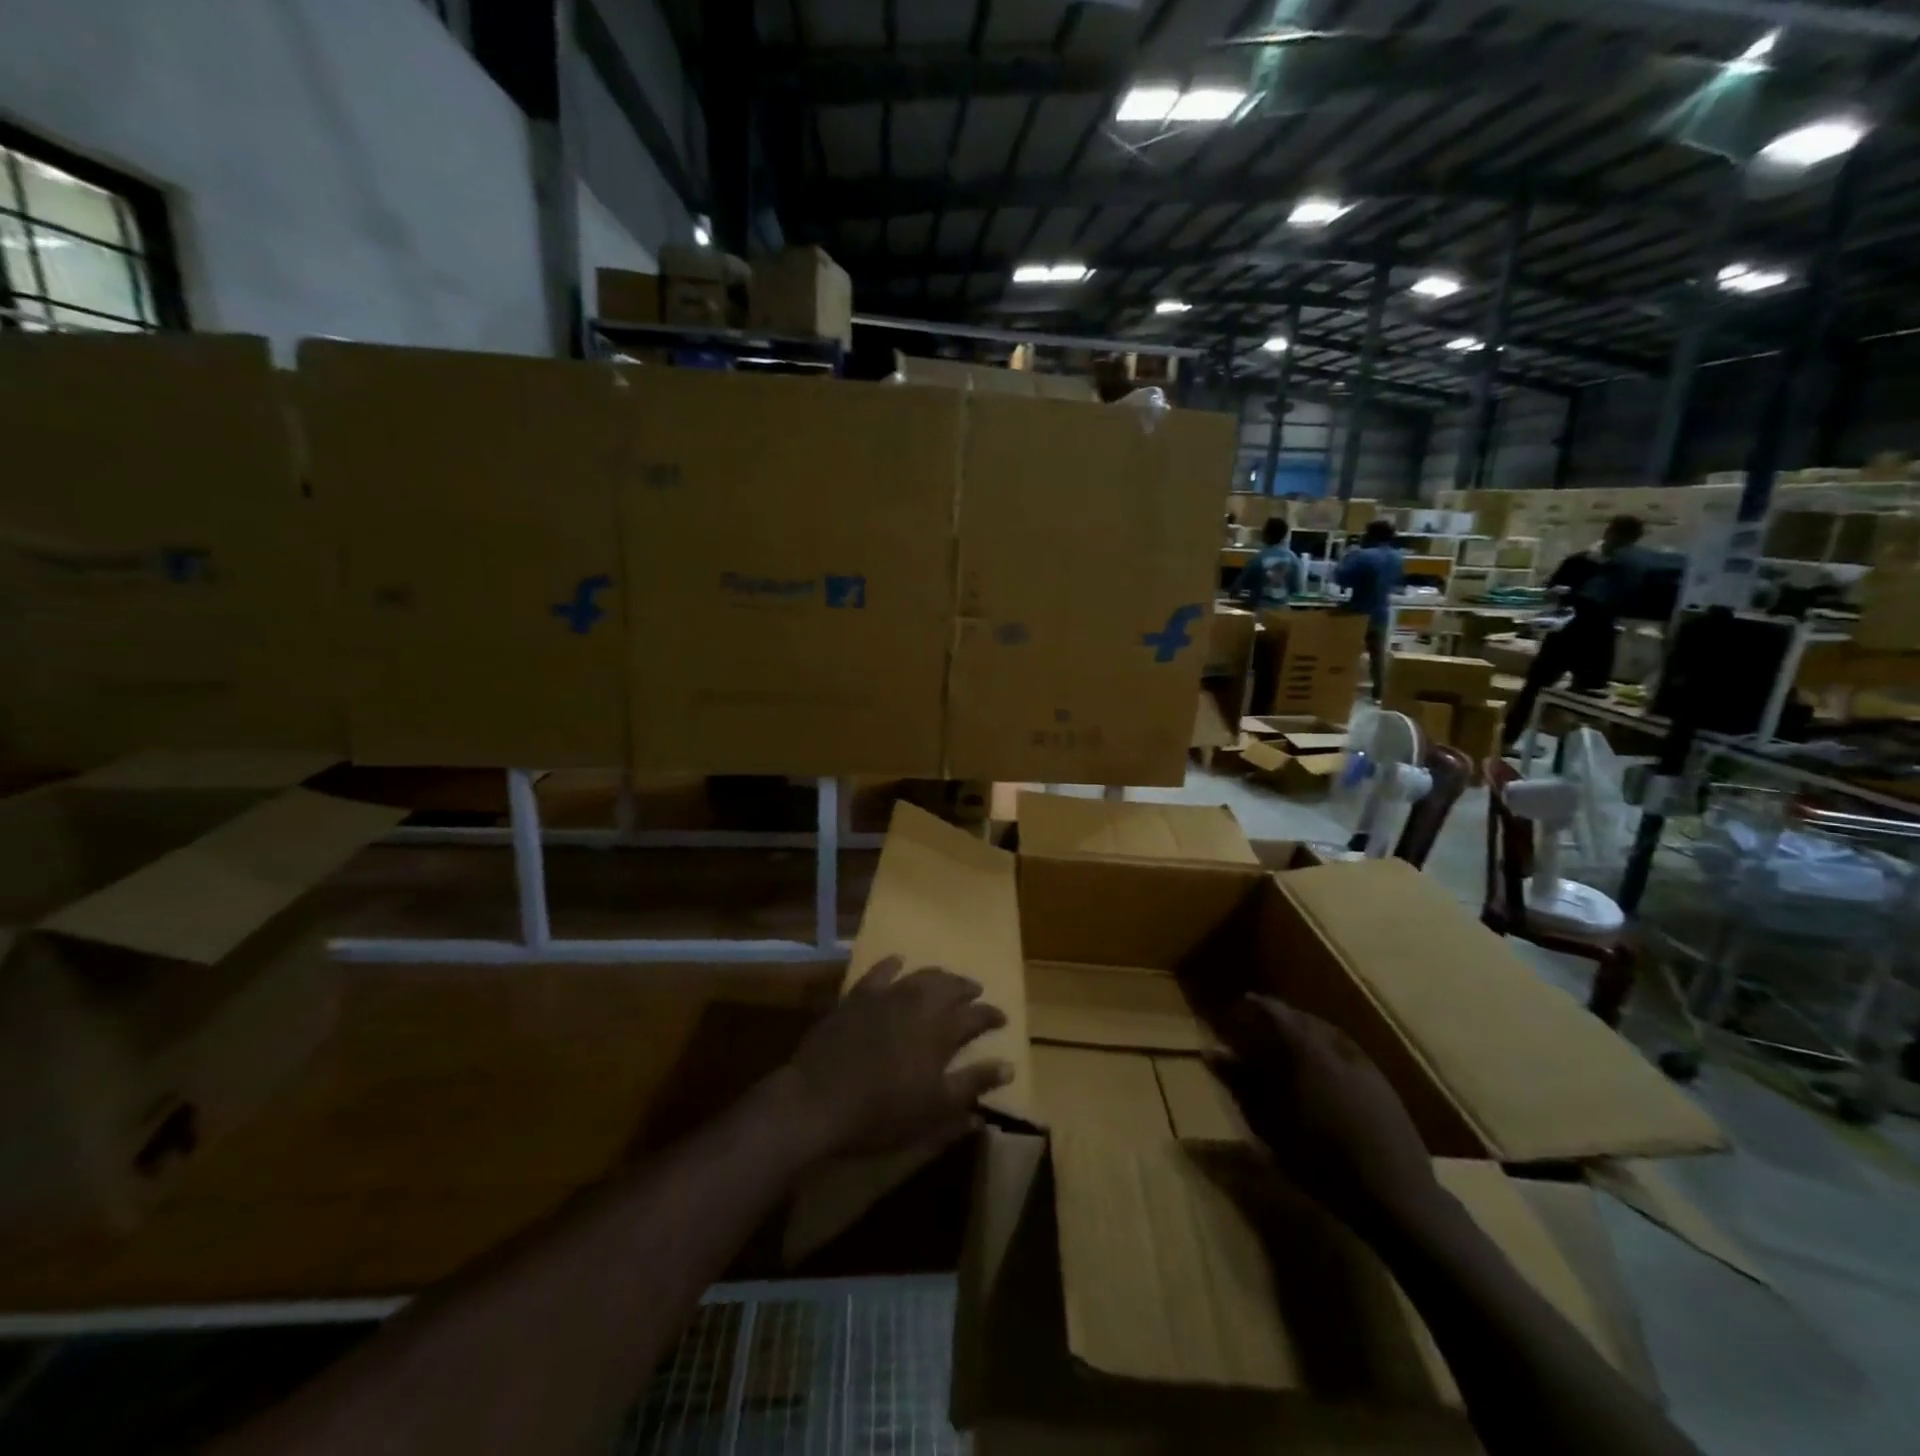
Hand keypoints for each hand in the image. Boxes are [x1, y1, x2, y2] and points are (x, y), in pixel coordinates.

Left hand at [778, 956, 1011, 1160]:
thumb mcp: (936, 1109)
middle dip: (966, 988)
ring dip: (938, 976)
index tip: (1002, 1019)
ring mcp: (886, 996)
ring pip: (920, 976)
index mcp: (941, 1031)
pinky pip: (879, 972)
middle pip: (949, 987)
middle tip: (976, 991)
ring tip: (946, 980)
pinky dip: (893, 965)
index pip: (976, 1016)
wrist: (819, 1100)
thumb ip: (973, 1084)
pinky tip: (898, 961)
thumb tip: (1008, 1066)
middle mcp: (918, 1004)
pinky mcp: (857, 997)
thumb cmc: (883, 1112)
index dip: (991, 1016)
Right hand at [1207, 995, 1437, 1233]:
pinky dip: (1327, 1051)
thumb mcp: (1269, 1122)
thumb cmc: (1320, 1157)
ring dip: (1306, 1033)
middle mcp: (1336, 1047)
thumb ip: (1240, 1082)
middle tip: (1261, 1025)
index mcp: (1306, 1050)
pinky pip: (1347, 1052)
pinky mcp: (1383, 1086)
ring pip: (1329, 1035)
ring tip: (1289, 1046)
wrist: (1395, 1195)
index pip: (1276, 1012)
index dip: (1256, 1006)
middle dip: (1281, 1018)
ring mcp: (1365, 1065)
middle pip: (1304, 1020)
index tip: (1239, 1006)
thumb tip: (1211, 1051)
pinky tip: (1324, 1072)